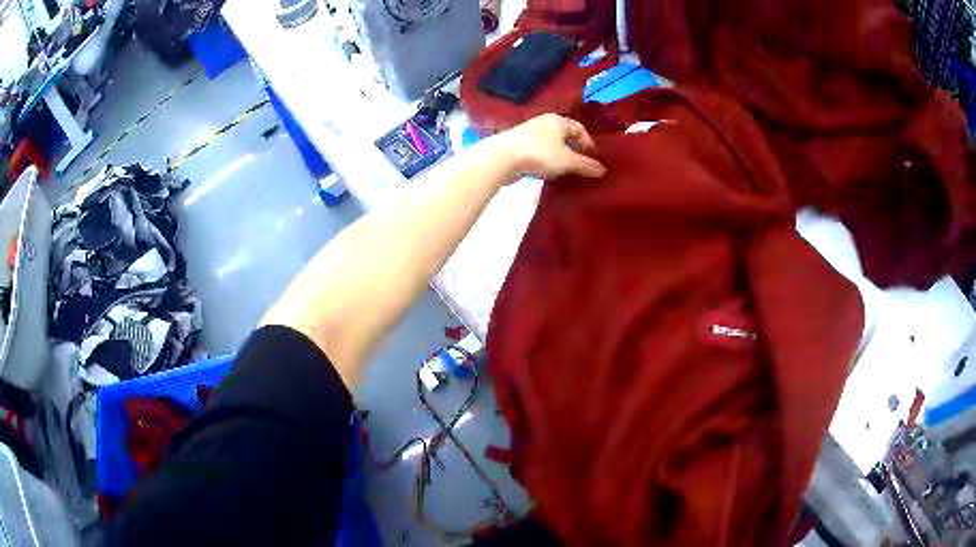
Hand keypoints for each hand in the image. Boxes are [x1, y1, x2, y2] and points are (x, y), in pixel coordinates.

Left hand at [488, 114, 606, 182]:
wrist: (501, 157)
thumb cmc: (539, 154)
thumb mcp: (567, 161)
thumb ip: (586, 165)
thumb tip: (603, 170)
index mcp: (558, 120)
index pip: (580, 128)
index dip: (589, 143)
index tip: (592, 160)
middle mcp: (544, 123)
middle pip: (565, 136)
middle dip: (574, 151)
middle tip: (581, 168)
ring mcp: (529, 133)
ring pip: (551, 145)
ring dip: (560, 157)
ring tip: (565, 173)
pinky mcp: (518, 146)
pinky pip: (539, 152)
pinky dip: (546, 161)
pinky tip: (547, 174)